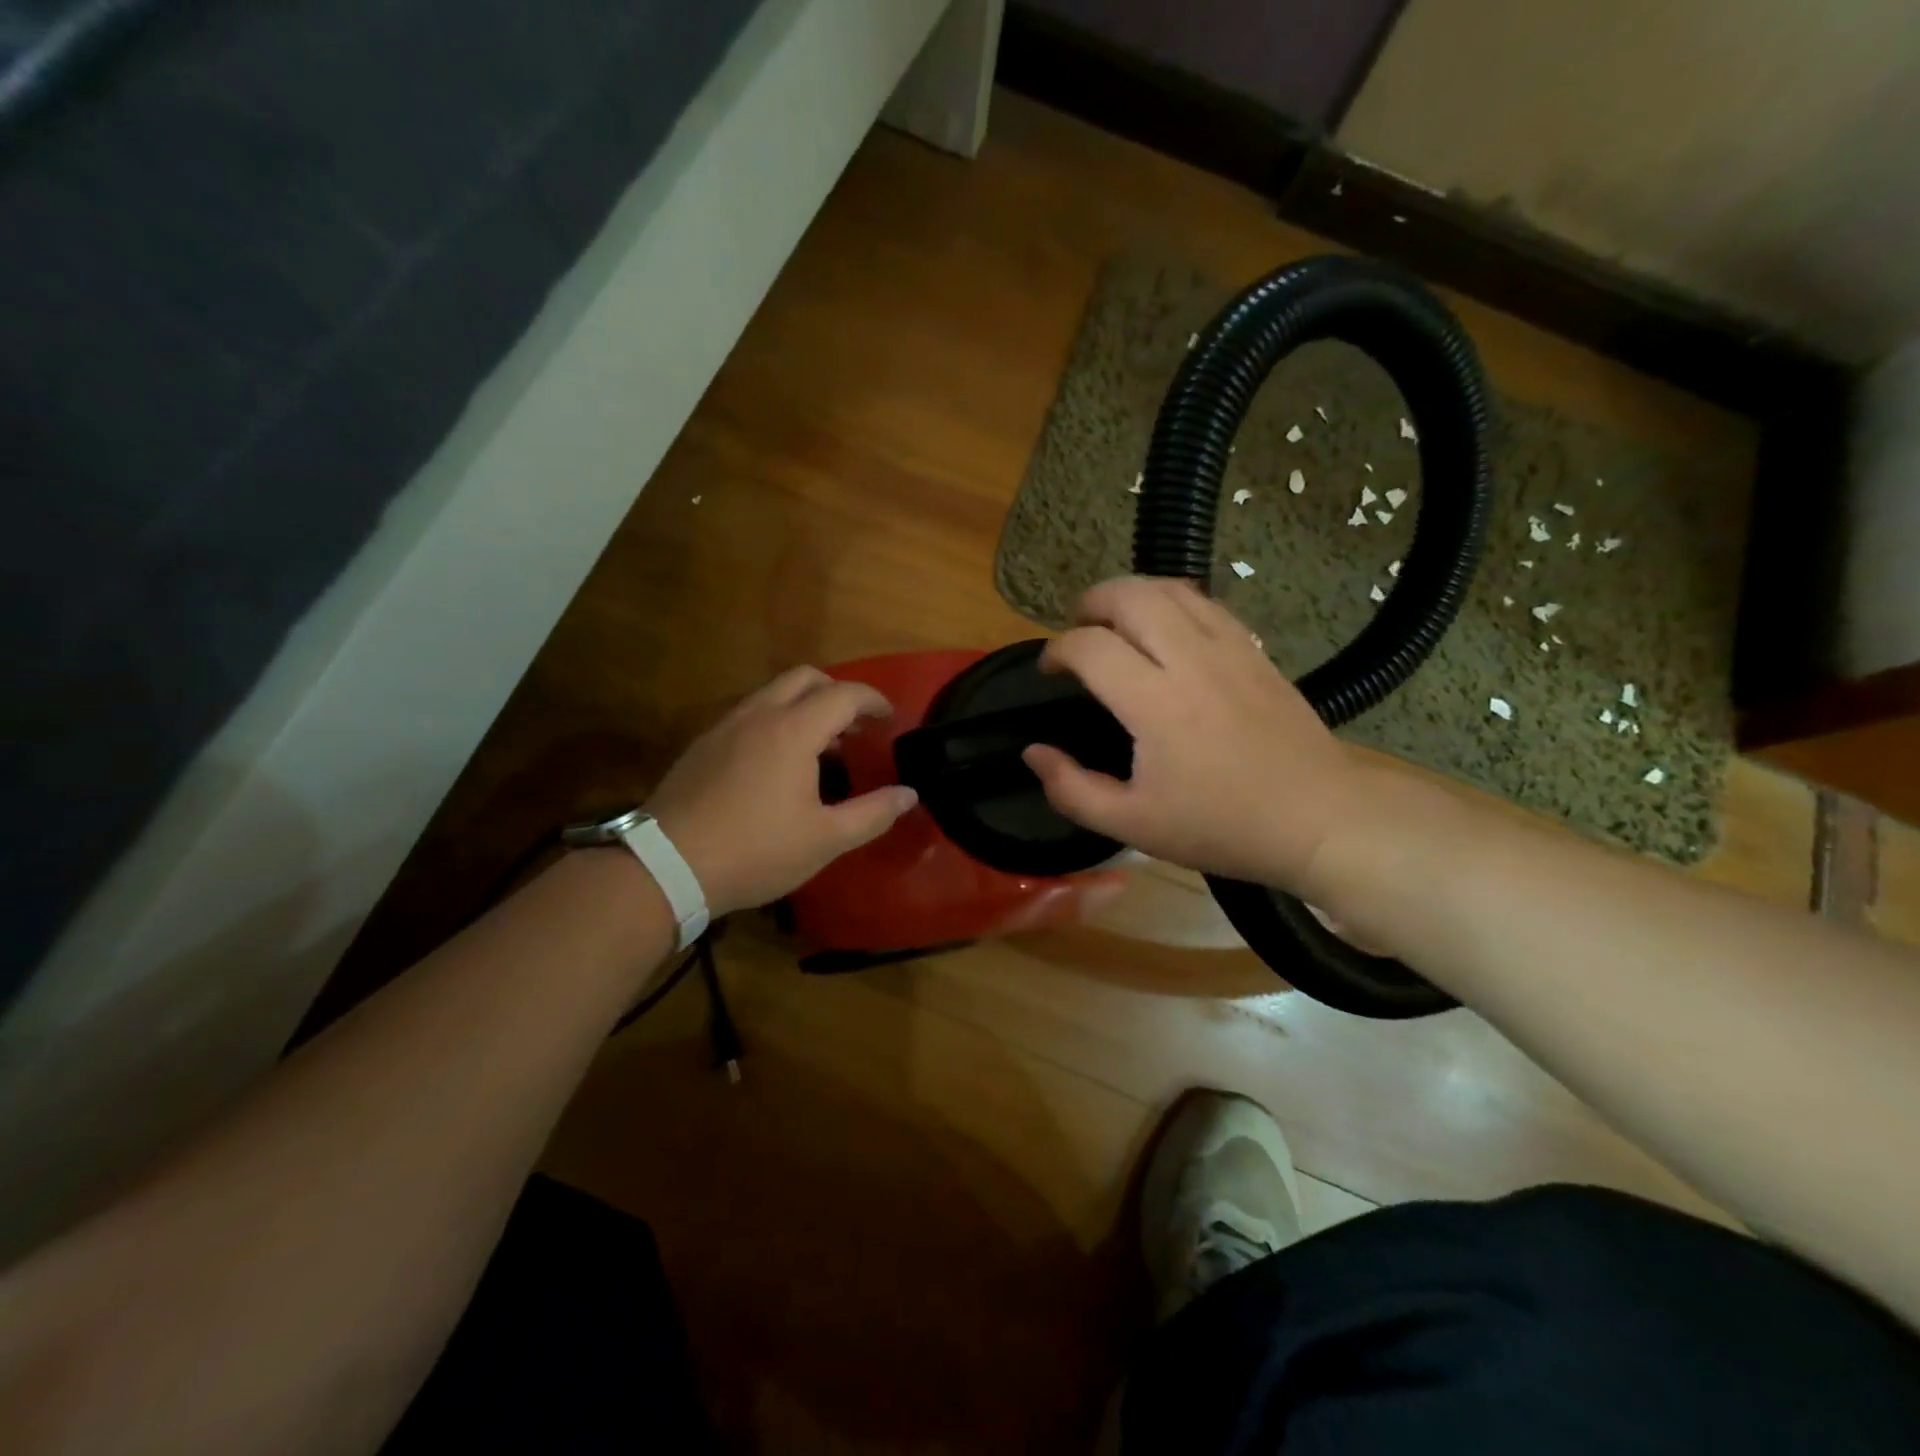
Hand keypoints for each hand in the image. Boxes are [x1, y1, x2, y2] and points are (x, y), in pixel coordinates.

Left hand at [646, 668, 917, 915]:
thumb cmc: (756, 851)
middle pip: (806, 678)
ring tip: (823, 748)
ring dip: (805, 706)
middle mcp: (758, 715)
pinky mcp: (703, 745)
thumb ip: (873, 813)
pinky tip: (778, 765)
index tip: (890, 719)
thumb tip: (909, 794)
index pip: (844, 694)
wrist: (666, 866)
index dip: (874, 701)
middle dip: (838, 693)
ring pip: (773, 693)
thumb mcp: (825, 840)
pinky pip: (750, 714)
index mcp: (793, 730)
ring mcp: (725, 726)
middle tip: (857, 727)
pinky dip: (777, 721)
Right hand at [1022, 577, 1372, 890]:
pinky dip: (1174, 601)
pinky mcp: (1256, 651)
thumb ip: (1072, 790)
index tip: (1049, 670)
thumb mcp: (1134, 825)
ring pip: (1171, 589)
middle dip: (1091, 602)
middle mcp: (1191, 660)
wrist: (1318, 817)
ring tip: (1114, 618)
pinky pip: (1207, 604)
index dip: (1057, 650)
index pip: (1090, 646)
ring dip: (1132, 593)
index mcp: (1156, 703)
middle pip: (1130, 596)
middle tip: (1076, 627)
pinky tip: (1166, 627)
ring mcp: (1230, 648)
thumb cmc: (1222, 826)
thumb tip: (1033, 753)